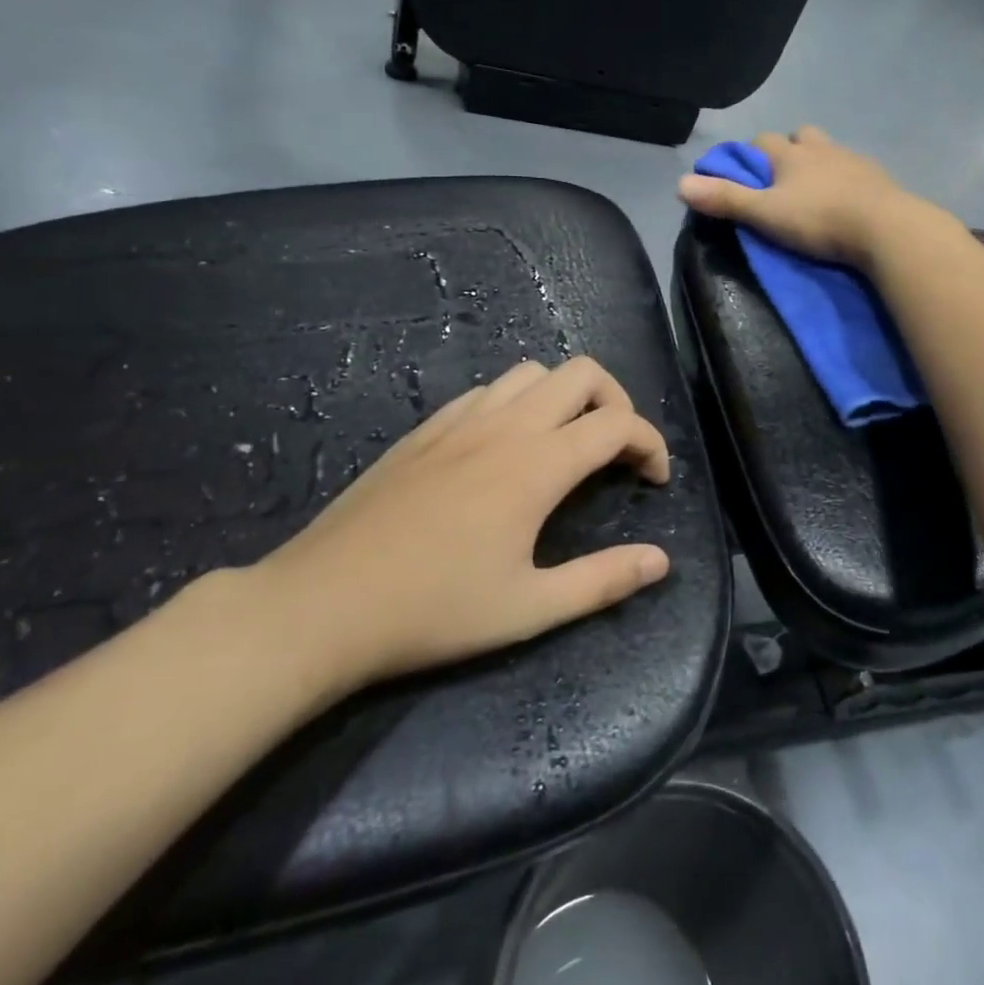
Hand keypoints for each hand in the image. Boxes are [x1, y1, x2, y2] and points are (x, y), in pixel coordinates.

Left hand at [251, 356, 670, 699]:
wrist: (322, 604)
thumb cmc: (433, 610)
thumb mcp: (529, 608)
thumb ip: (602, 581)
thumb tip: (660, 561)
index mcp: (537, 464)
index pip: (617, 425)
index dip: (651, 443)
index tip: (655, 478)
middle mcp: (505, 426)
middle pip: (582, 373)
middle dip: (616, 402)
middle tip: (616, 451)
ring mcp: (460, 420)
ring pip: (532, 373)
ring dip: (565, 397)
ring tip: (565, 443)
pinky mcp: (425, 429)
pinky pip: (487, 392)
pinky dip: (517, 403)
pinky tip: (504, 448)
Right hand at [678, 126, 936, 268]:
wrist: (885, 228)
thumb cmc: (819, 219)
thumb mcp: (765, 214)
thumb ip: (725, 199)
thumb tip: (679, 184)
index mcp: (791, 154)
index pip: (762, 140)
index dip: (750, 154)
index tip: (744, 175)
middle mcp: (822, 148)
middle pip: (801, 136)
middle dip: (789, 151)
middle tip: (782, 181)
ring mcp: (854, 161)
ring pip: (830, 151)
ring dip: (819, 163)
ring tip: (814, 191)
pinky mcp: (879, 179)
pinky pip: (856, 172)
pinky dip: (846, 181)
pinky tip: (846, 202)